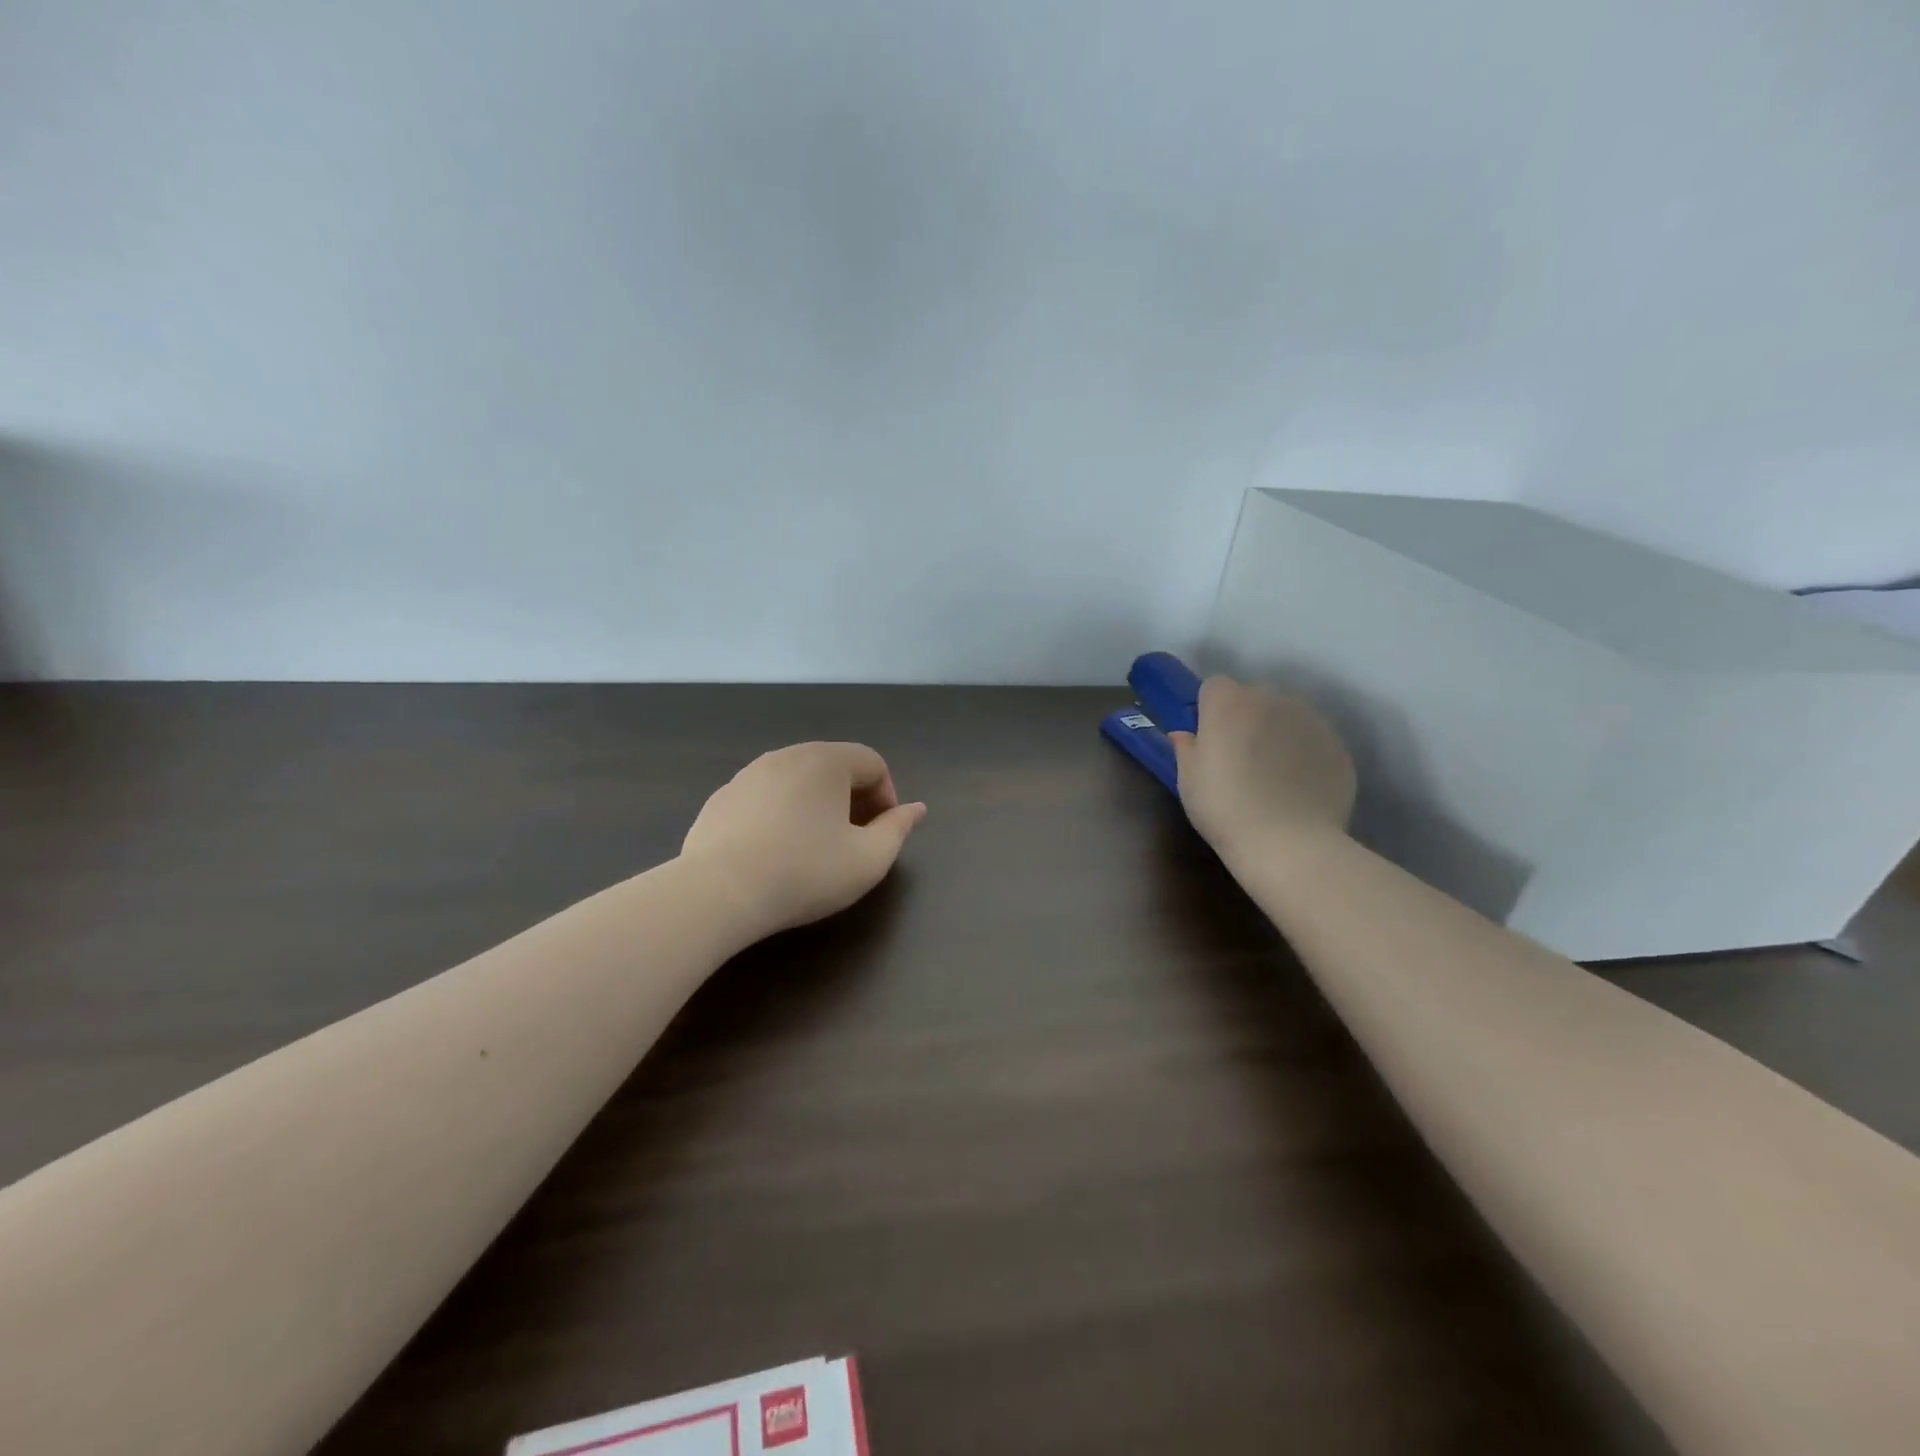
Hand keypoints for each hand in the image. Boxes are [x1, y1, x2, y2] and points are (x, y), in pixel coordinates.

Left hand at [679, 741, 926, 937]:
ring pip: (797, 781)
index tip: (882, 834)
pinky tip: (773, 853)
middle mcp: (787, 755)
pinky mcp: (721, 798)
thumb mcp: (869, 859)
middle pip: (834, 767)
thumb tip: (916, 809)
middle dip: (853, 799)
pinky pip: (765, 797)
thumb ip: (898, 829)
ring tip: (813, 848)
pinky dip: (780, 814)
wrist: (718, 892)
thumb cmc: (805, 872)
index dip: (887, 797)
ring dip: (816, 806)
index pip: (873, 763)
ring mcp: (748, 774)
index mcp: (826, 760)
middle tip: (853, 840)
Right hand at [1168, 677, 1355, 861]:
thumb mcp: (1188, 780)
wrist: (1289, 843)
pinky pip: (1313, 740)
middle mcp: (1271, 699)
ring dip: (1277, 732)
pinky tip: (1298, 788)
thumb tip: (1184, 735)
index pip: (1214, 687)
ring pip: (1287, 715)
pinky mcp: (1338, 745)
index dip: (1209, 711)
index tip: (1208, 739)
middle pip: (1254, 696)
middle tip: (1240, 757)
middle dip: (1246, 717)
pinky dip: (1305, 754)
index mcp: (1228, 703)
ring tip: (1273, 774)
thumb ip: (1186, 748)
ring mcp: (1310, 720)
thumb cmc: (1224, 808)